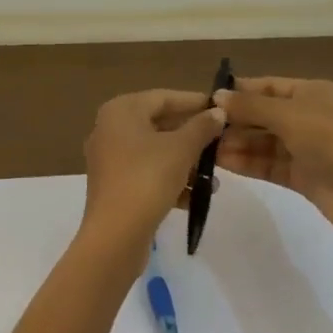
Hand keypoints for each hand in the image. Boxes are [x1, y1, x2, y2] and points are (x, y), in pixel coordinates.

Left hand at [81, 89, 227, 263]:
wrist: (115, 235)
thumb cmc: (148, 179)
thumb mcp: (182, 149)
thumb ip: (202, 127)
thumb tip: (217, 112)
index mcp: (122, 111)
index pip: (164, 97)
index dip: (195, 102)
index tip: (222, 109)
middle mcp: (110, 129)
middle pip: (160, 125)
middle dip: (193, 137)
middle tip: (222, 143)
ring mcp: (110, 159)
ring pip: (156, 152)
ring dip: (186, 163)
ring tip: (214, 179)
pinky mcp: (114, 186)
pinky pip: (147, 174)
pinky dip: (170, 181)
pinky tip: (194, 197)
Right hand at [216, 77, 332, 238]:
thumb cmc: (331, 140)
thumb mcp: (290, 116)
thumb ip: (251, 107)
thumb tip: (217, 96)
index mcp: (312, 93)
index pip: (268, 86)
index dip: (239, 92)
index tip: (206, 100)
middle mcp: (308, 117)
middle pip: (263, 115)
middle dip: (234, 121)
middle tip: (199, 128)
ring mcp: (305, 148)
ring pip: (264, 142)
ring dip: (237, 144)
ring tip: (203, 148)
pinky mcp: (302, 176)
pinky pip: (268, 164)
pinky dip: (247, 162)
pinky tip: (221, 162)